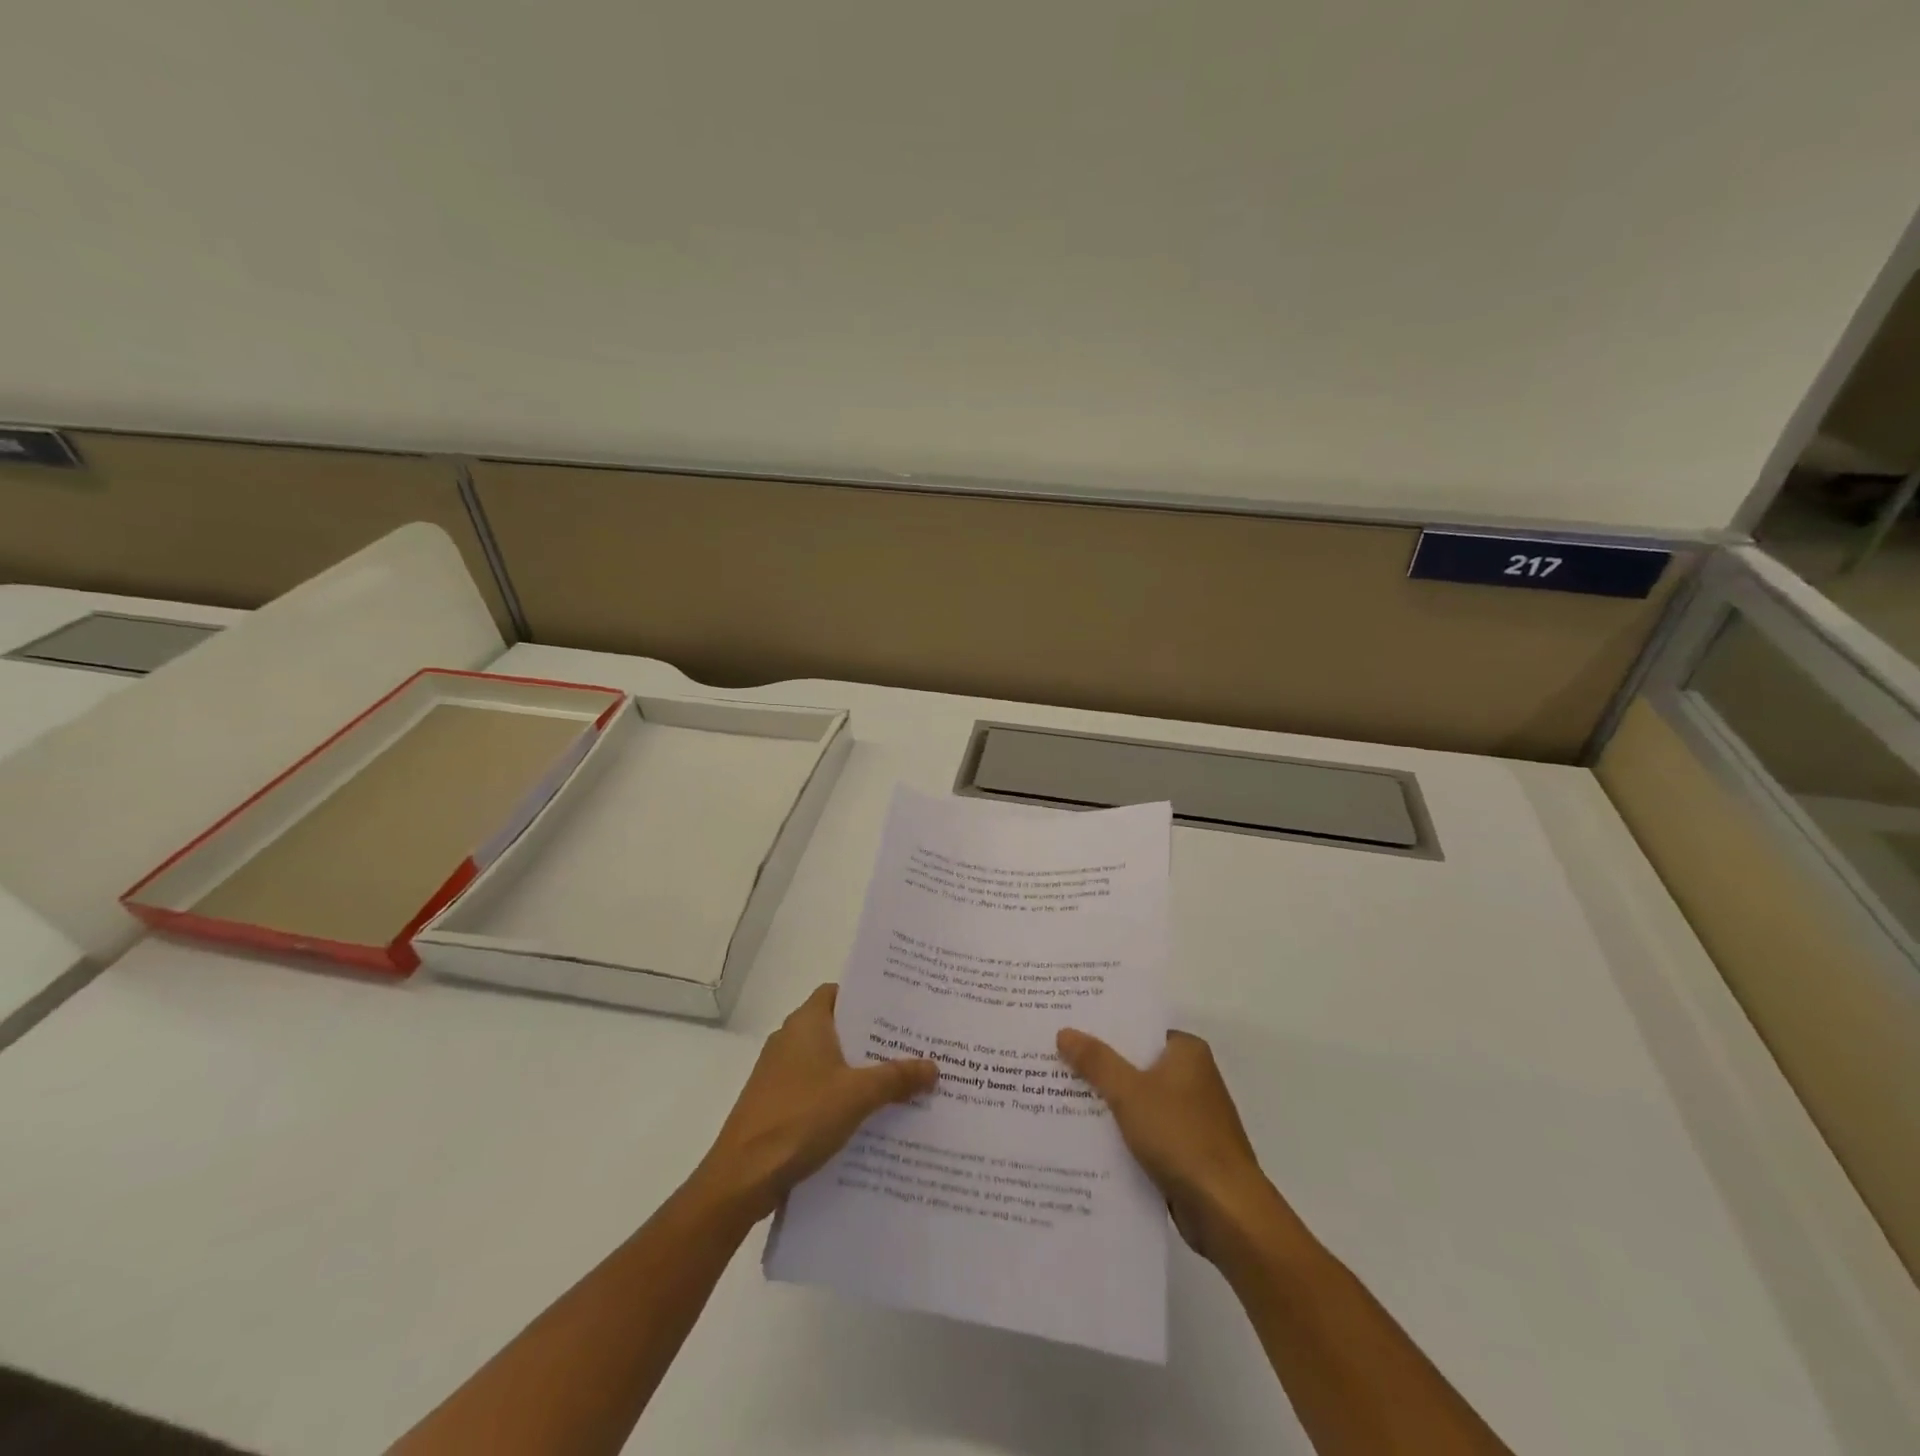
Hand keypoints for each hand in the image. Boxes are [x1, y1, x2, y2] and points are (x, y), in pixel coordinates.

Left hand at [693, 984, 936, 1224]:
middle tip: (913, 1045)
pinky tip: (869, 1116)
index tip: (900, 1008)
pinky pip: (817, 1088)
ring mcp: (779, 1074)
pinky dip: (841, 1095)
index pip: (839, 992)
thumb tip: (934, 1067)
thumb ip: (897, 1078)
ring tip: (900, 1081)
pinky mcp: (776, 1104)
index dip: (867, 997)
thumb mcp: (857, 1095)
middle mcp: (790, 1040)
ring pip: (829, 1061)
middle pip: (838, 1028)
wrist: (742, 1178)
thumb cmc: (799, 1118)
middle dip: (873, 1038)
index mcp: (805, 1023)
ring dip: (859, 1071)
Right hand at [1056, 1027, 1281, 1263]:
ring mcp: (1190, 1115)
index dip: (1103, 1026)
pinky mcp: (1185, 1149)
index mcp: (1187, 1052)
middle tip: (1054, 1057)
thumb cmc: (1181, 1136)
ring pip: (1138, 1098)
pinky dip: (1121, 1131)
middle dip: (1099, 1065)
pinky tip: (1085, 1134)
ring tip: (1059, 1093)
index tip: (1068, 1025)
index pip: (1138, 1028)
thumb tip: (1065, 1031)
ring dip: (1107, 1101)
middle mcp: (1192, 1077)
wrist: (1226, 1211)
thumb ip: (1096, 1061)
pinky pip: (1144, 1129)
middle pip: (1136, 1062)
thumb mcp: (1130, 1092)